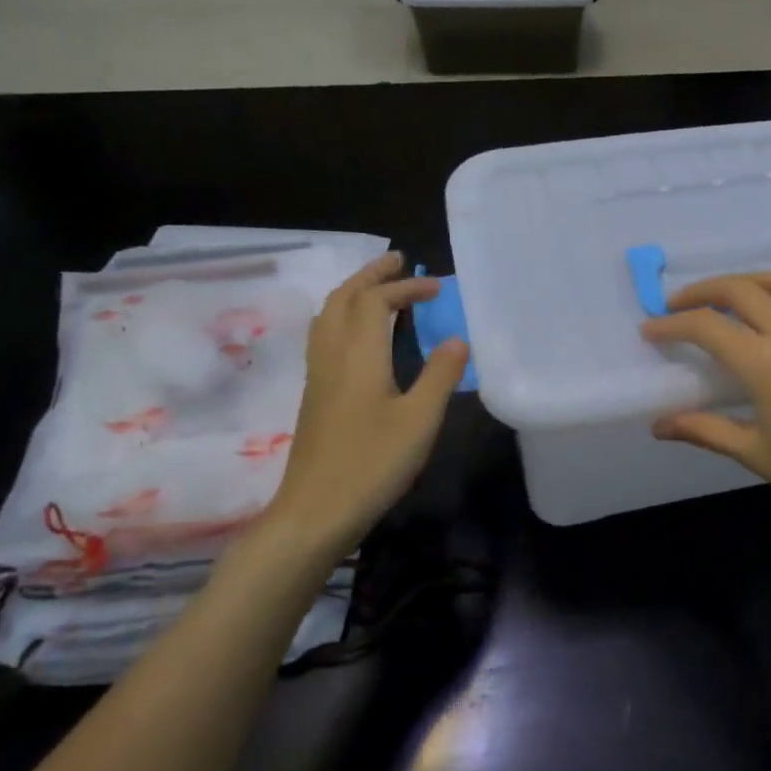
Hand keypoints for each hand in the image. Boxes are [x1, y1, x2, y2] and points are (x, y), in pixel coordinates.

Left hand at [266, 252, 468, 554]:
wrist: (315, 509)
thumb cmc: (373, 463)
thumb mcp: (420, 420)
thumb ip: (440, 376)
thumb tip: (457, 340)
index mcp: (358, 354)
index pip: (377, 301)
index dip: (406, 287)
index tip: (437, 288)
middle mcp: (332, 355)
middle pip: (344, 298)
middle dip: (370, 275)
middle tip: (397, 261)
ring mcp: (317, 375)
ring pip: (328, 315)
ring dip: (353, 292)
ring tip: (377, 288)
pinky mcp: (314, 394)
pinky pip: (325, 336)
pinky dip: (344, 316)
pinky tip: (359, 335)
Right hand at [642, 272, 770, 549]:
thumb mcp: (756, 454)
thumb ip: (706, 430)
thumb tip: (659, 425)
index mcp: (766, 363)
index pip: (708, 327)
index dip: (672, 324)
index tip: (649, 329)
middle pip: (741, 290)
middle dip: (703, 291)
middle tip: (678, 305)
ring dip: (746, 282)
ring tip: (726, 298)